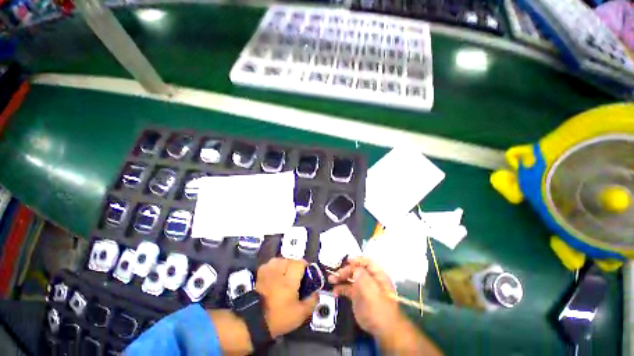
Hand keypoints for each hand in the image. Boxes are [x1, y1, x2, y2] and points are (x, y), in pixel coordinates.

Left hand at [255, 258, 317, 337]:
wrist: (254, 321)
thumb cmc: (279, 317)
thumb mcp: (299, 314)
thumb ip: (311, 302)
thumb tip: (316, 292)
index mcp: (289, 280)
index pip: (300, 263)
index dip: (305, 267)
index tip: (307, 275)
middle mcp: (279, 271)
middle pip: (291, 260)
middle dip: (296, 266)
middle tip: (296, 277)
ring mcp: (268, 271)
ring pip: (280, 260)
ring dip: (285, 265)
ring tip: (286, 275)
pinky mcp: (260, 273)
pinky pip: (270, 263)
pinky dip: (274, 266)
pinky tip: (275, 274)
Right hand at [328, 257, 401, 338]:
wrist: (382, 330)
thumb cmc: (378, 307)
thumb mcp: (370, 289)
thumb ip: (362, 275)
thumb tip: (353, 268)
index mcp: (377, 275)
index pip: (367, 262)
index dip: (357, 260)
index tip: (346, 261)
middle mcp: (369, 279)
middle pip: (356, 269)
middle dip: (346, 270)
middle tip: (336, 274)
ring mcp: (363, 288)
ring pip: (350, 278)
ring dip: (340, 278)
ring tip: (331, 280)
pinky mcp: (357, 297)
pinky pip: (347, 289)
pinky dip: (340, 288)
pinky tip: (334, 291)